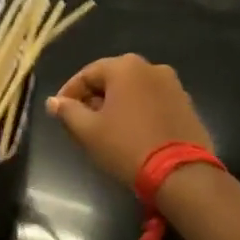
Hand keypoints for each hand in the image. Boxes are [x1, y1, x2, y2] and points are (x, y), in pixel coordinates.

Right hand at [47, 54, 213, 188]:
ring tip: (106, 129)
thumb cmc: (126, 146)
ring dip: (117, 104)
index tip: (59, 112)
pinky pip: (153, 101)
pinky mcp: (186, 104)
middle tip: (81, 121)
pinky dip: (139, 111)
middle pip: (112, 79)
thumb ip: (68, 111)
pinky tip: (132, 132)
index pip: (87, 74)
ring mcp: (173, 85)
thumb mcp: (89, 131)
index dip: (69, 92)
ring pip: (134, 90)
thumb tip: (53, 102)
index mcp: (125, 67)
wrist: (180, 173)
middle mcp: (151, 67)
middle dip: (94, 98)